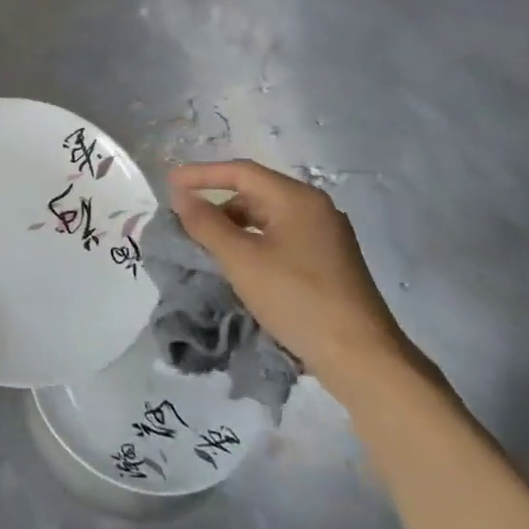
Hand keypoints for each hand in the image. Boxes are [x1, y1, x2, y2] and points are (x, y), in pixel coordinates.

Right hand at [168, 160, 418, 402]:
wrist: (360, 356)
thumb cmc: (296, 298)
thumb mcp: (240, 259)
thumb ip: (206, 223)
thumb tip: (181, 195)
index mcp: (297, 199)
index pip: (241, 172)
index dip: (201, 175)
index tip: (168, 184)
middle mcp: (315, 208)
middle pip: (256, 191)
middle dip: (217, 201)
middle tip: (185, 219)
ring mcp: (326, 235)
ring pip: (268, 216)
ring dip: (234, 224)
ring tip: (207, 244)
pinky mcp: (329, 260)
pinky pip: (281, 236)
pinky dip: (253, 240)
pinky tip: (239, 263)